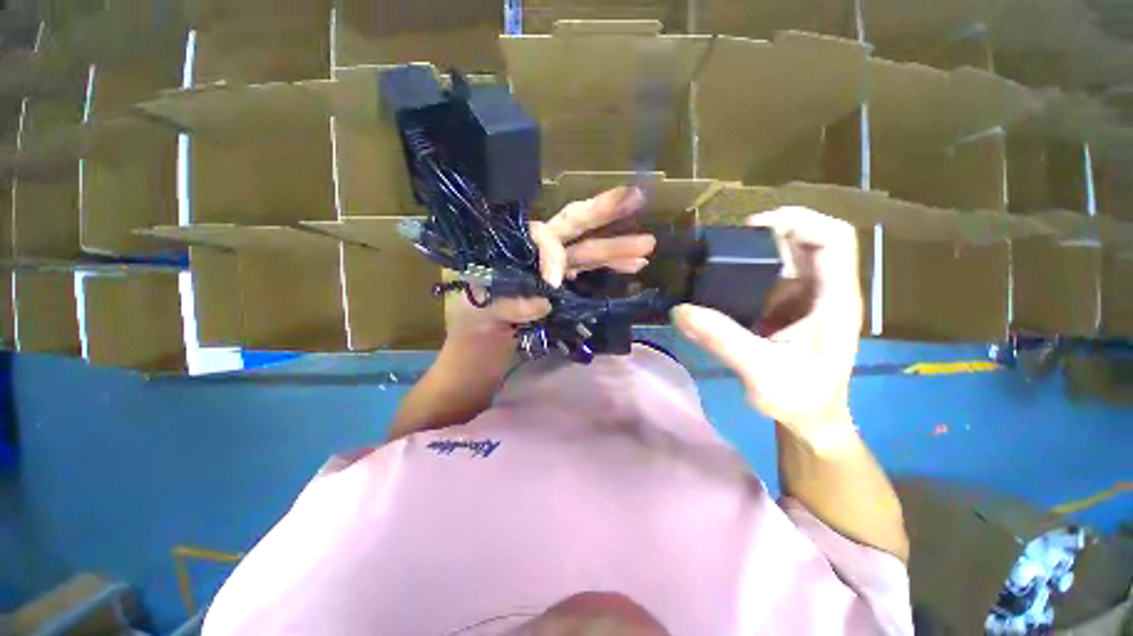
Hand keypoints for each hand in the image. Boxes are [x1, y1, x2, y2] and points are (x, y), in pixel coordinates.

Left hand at [445, 186, 656, 339]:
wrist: (479, 349)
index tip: (554, 284)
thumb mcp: (476, 313)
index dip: (551, 255)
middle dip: (601, 213)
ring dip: (616, 248)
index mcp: (507, 247)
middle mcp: (531, 250)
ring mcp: (548, 268)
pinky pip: (588, 271)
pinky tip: (634, 266)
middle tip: (633, 197)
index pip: (539, 237)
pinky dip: (610, 267)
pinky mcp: (560, 285)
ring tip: (648, 245)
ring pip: (586, 250)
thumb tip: (545, 299)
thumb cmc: (470, 327)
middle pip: (569, 226)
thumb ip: (505, 304)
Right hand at [672, 207, 862, 442]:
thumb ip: (722, 340)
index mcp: (834, 299)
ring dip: (751, 252)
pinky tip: (719, 282)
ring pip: (783, 256)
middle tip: (723, 245)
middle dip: (766, 234)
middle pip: (804, 240)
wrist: (810, 418)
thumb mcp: (760, 372)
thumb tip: (680, 311)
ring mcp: (803, 297)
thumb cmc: (799, 398)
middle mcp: (823, 290)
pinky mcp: (784, 306)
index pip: (834, 239)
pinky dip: (743, 271)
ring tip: (715, 260)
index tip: (752, 228)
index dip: (798, 221)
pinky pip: (766, 276)